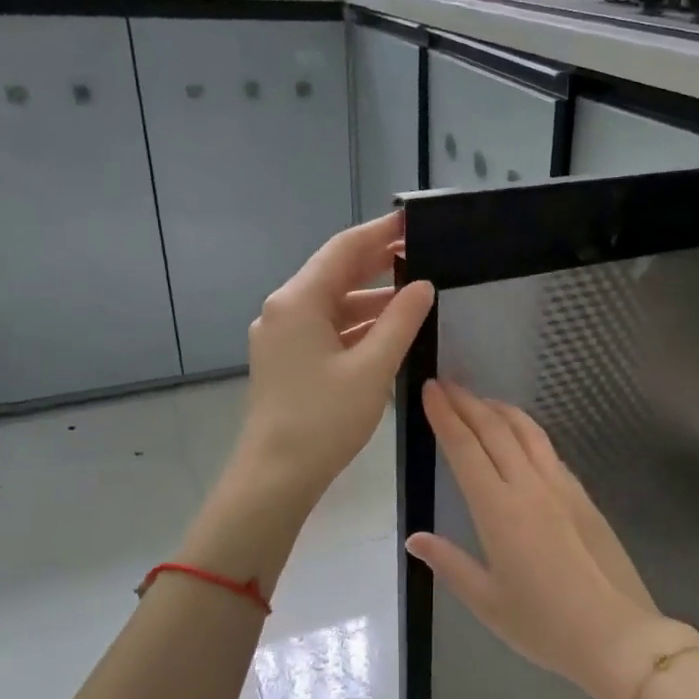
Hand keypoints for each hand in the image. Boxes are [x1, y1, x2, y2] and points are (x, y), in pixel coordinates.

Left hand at [234, 211, 434, 508]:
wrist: (276, 476)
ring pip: (332, 304)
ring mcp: (281, 336)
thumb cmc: (324, 420)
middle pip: (335, 273)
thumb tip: (423, 286)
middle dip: (378, 264)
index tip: (413, 222)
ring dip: (371, 300)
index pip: (344, 249)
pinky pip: (326, 329)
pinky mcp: (286, 360)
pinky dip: (356, 326)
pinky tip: (387, 333)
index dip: (381, 233)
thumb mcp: (372, 368)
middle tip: (421, 254)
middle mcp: (284, 310)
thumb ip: (401, 322)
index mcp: (298, 301)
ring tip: (414, 297)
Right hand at [405, 381, 697, 698]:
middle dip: (468, 402)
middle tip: (446, 383)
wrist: (617, 634)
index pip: (466, 448)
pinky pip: (548, 450)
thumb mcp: (487, 602)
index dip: (445, 415)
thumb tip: (414, 538)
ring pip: (527, 432)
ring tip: (480, 400)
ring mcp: (562, 488)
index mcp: (499, 510)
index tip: (430, 389)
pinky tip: (520, 436)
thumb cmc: (545, 625)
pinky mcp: (583, 496)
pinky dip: (527, 431)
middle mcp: (530, 487)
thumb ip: (450, 564)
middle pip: (495, 429)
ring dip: (500, 410)